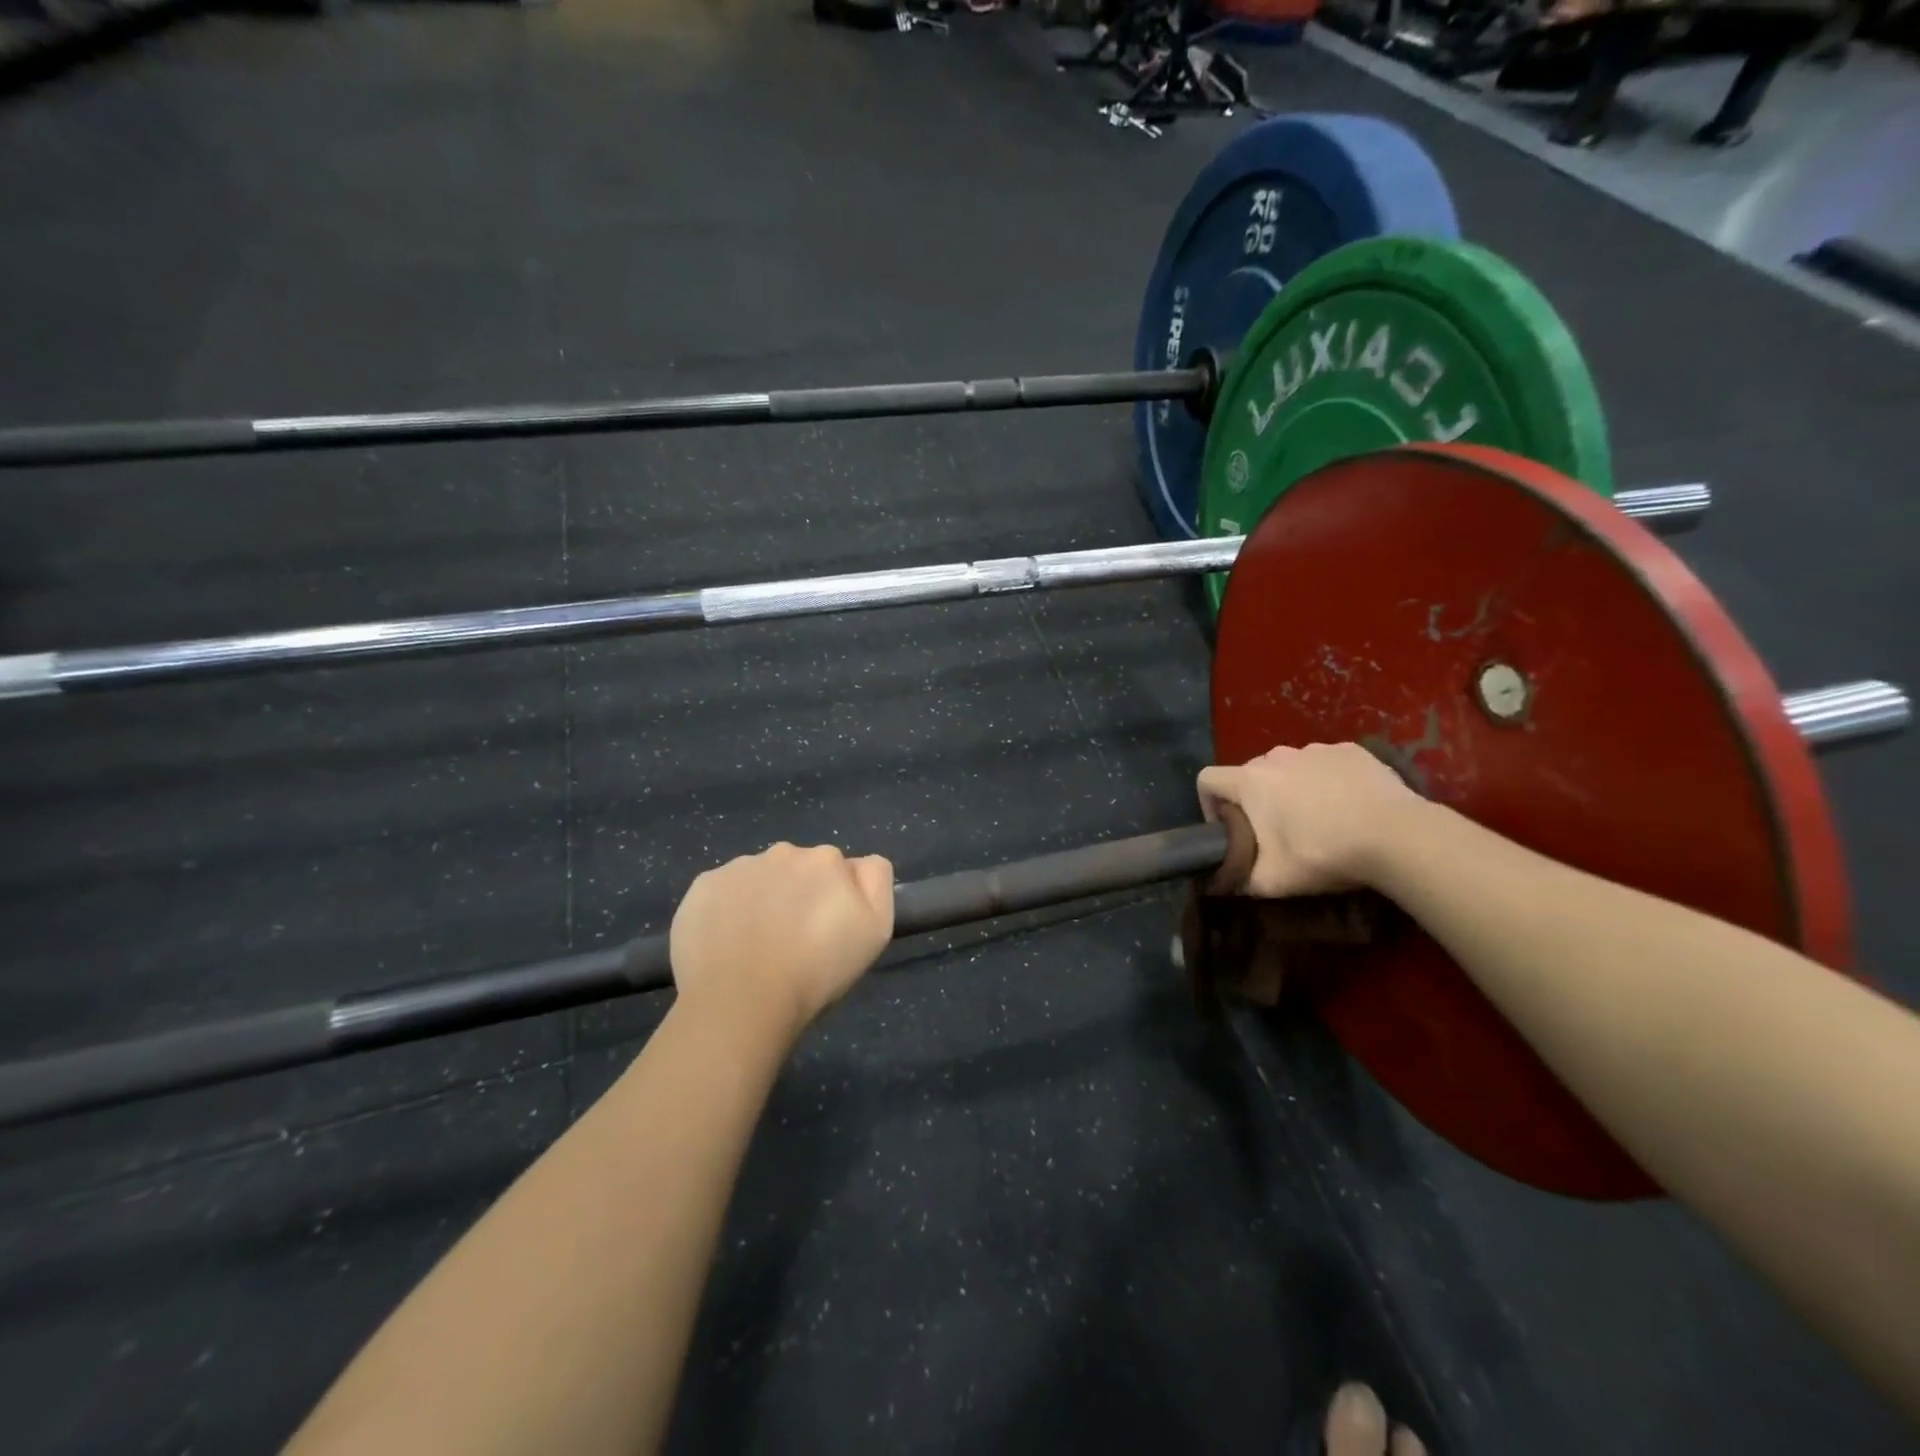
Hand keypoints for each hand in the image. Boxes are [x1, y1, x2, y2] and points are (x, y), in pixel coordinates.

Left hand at [670, 843, 894, 1042]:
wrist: (741, 1002)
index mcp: (826, 859)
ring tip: (757, 947)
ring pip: (759, 879)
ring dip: (763, 900)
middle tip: (794, 941)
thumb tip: (859, 864)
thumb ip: (876, 882)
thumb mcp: (875, 930)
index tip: (828, 932)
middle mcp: (783, 852)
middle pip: (798, 870)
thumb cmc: (816, 971)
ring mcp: (738, 867)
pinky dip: (727, 910)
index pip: (839, 870)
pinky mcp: (702, 887)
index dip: (836, 900)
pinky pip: (722, 892)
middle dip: (799, 894)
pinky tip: (727, 944)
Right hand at [1196, 743, 1417, 896]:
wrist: (1397, 836)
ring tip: (1318, 820)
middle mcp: (1276, 756)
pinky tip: (1348, 806)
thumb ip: (1238, 879)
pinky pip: (1326, 764)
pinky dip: (1328, 781)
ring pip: (1289, 767)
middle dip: (1255, 799)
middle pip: (1249, 773)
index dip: (1208, 804)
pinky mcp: (1351, 751)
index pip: (1207, 779)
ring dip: (1292, 789)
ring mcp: (1316, 749)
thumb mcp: (1272, 881)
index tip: (1228, 828)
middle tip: (1277, 832)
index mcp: (1250, 781)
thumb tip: (1223, 880)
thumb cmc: (1323, 853)